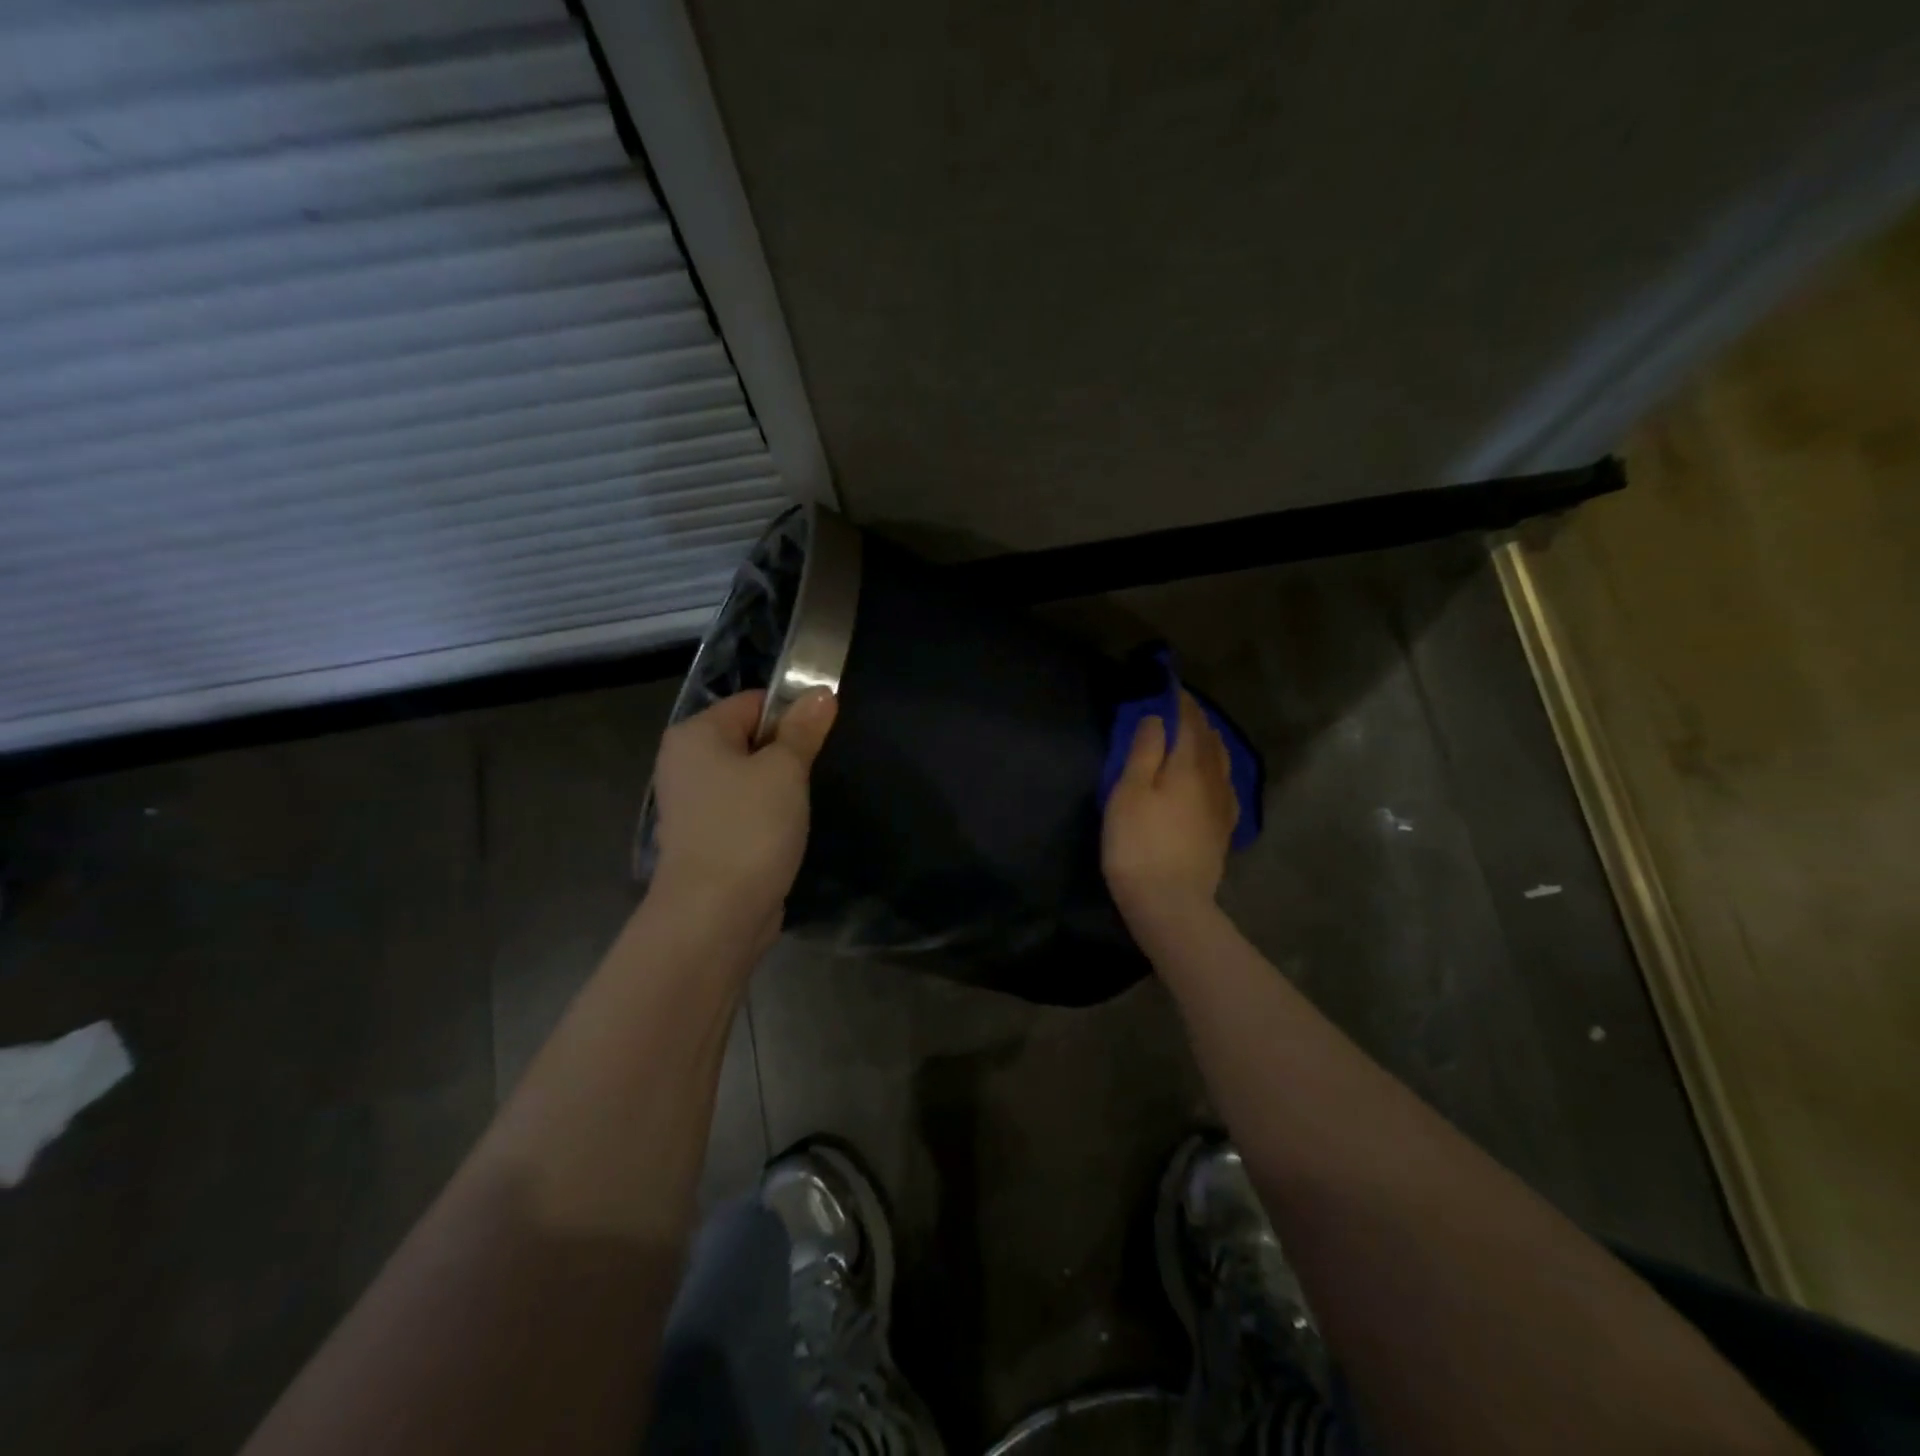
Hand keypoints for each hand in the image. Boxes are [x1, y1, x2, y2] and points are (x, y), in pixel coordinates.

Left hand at [649, 687, 838, 932]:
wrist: (715, 913)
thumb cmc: (749, 828)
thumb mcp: (785, 770)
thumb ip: (803, 729)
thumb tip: (821, 692)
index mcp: (695, 734)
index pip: (752, 702)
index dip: (792, 712)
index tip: (823, 735)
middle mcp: (685, 762)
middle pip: (749, 738)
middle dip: (786, 752)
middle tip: (817, 770)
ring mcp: (692, 803)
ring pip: (748, 777)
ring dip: (779, 786)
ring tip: (805, 802)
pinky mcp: (705, 837)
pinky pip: (743, 810)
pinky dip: (766, 815)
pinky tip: (787, 829)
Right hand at [1102, 688, 1238, 927]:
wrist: (1169, 902)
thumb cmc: (1138, 844)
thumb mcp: (1129, 792)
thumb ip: (1145, 751)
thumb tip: (1157, 718)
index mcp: (1189, 766)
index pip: (1189, 723)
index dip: (1180, 703)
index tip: (1170, 688)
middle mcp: (1214, 780)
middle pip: (1210, 741)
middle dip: (1197, 721)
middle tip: (1181, 709)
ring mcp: (1223, 807)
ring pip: (1222, 763)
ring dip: (1210, 743)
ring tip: (1197, 737)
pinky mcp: (1223, 831)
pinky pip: (1226, 787)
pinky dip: (1218, 771)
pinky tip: (1213, 779)